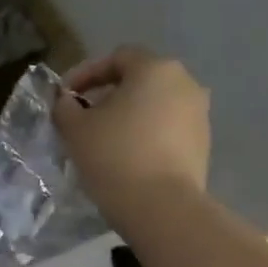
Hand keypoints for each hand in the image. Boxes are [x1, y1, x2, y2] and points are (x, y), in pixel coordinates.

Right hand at [52, 47, 209, 226]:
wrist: (162, 208)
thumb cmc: (115, 156)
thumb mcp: (75, 129)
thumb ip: (65, 107)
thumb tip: (67, 102)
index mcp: (155, 69)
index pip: (116, 58)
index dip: (85, 74)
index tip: (64, 97)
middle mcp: (185, 83)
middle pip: (139, 81)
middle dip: (108, 96)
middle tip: (83, 118)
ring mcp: (199, 114)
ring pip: (155, 106)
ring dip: (129, 117)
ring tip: (104, 141)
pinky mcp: (203, 144)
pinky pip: (168, 130)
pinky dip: (146, 136)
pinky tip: (128, 158)